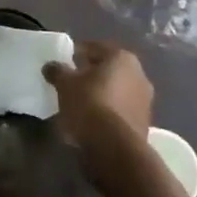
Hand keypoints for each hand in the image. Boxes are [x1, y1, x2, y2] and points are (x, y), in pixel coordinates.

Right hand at [43, 40, 152, 171]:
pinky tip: (92, 121)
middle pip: (109, 70)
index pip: (95, 48)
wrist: (114, 148)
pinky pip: (120, 111)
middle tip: (71, 82)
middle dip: (91, 75)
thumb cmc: (89, 104)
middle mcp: (140, 75)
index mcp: (122, 58)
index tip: (63, 62)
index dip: (77, 53)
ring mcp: (145, 101)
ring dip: (101, 95)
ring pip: (116, 91)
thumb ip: (57, 71)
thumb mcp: (64, 84)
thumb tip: (51, 66)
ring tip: (79, 104)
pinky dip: (108, 112)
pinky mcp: (144, 124)